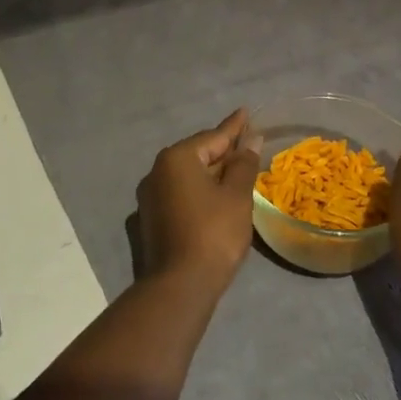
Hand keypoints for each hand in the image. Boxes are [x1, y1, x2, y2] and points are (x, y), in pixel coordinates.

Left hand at [135, 109, 261, 292]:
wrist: (179, 286)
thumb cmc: (213, 233)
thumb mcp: (237, 195)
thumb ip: (244, 163)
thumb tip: (250, 139)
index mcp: (177, 159)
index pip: (213, 137)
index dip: (234, 126)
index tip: (246, 112)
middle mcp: (157, 172)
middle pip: (198, 155)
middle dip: (223, 152)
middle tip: (247, 146)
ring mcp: (150, 198)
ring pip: (188, 177)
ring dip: (212, 175)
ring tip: (236, 172)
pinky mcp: (150, 221)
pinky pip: (180, 196)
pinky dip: (199, 193)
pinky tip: (215, 200)